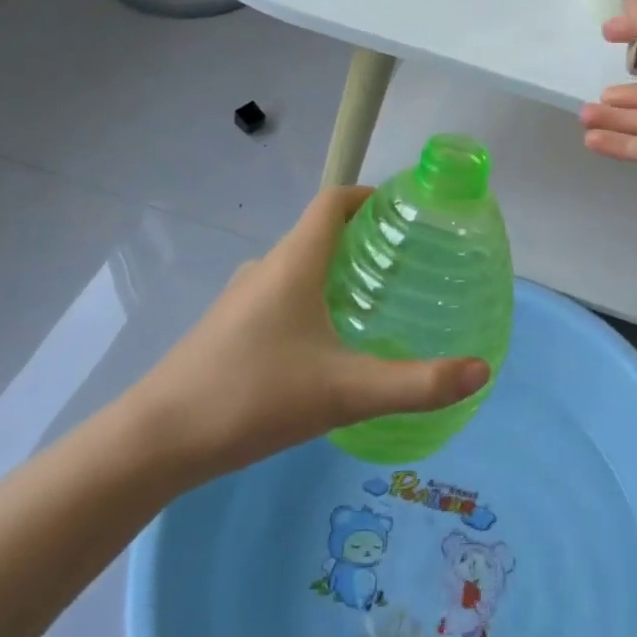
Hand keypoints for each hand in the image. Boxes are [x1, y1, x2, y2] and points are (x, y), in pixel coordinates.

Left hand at [125, 188, 490, 476]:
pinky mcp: (227, 327)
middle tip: (406, 262)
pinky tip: (326, 344)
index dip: (369, 195)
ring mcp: (241, 298)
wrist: (154, 441)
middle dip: (363, 238)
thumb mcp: (345, 392)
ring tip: (375, 300)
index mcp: (294, 262)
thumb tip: (481, 370)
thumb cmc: (253, 397)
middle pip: (319, 232)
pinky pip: (280, 293)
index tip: (406, 209)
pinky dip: (311, 297)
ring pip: (298, 266)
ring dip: (336, 270)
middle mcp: (266, 268)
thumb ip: (417, 383)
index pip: (333, 201)